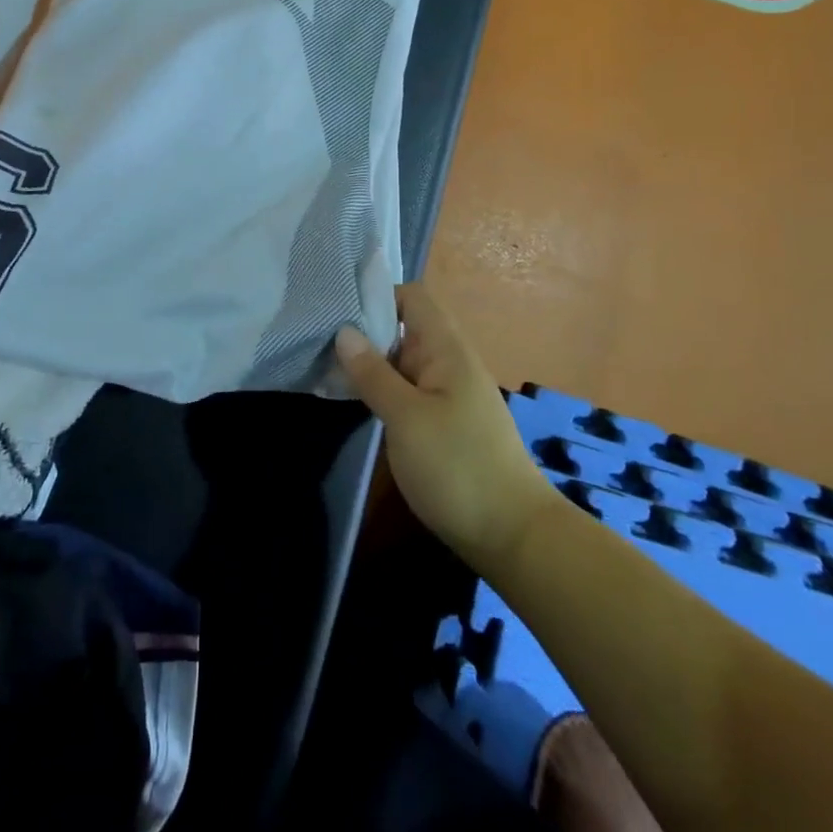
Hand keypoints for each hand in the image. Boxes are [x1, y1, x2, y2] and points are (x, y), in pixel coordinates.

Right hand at [336, 282, 554, 573]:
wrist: (514, 536)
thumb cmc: (458, 467)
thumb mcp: (406, 418)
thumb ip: (373, 373)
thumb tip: (344, 331)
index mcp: (446, 349)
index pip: (412, 297)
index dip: (377, 295)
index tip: (337, 308)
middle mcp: (448, 362)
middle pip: (403, 327)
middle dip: (364, 330)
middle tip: (318, 339)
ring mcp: (447, 393)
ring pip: (402, 361)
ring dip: (369, 362)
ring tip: (325, 366)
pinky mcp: (443, 421)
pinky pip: (407, 389)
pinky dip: (381, 388)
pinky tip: (353, 399)